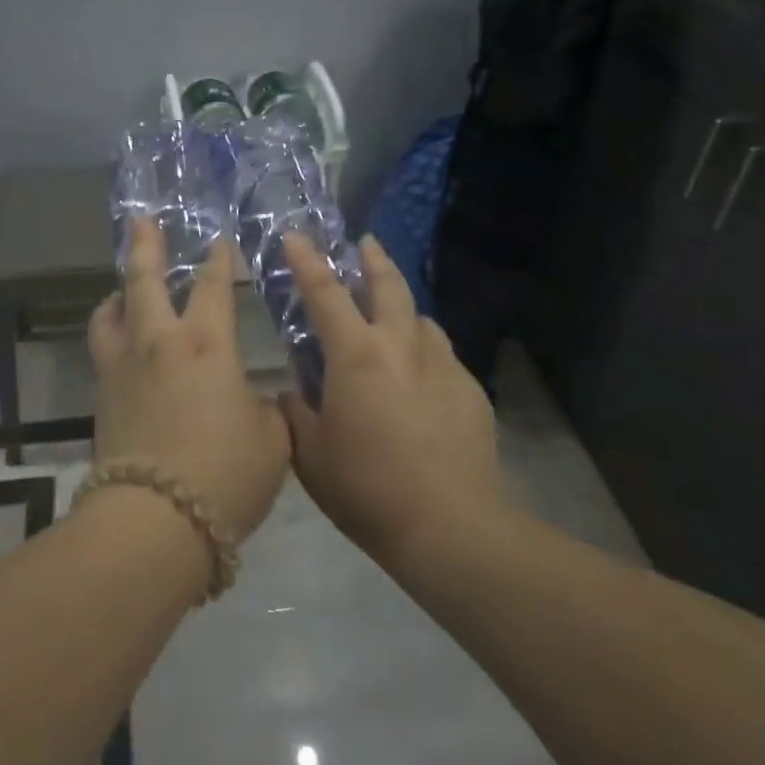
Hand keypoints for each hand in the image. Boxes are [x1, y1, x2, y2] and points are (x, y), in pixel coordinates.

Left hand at [87, 220, 290, 544]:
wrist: (154, 520)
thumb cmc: (224, 474)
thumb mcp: (271, 442)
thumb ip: (268, 411)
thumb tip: (255, 401)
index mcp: (206, 344)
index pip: (213, 287)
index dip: (219, 260)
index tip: (219, 240)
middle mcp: (159, 342)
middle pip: (144, 280)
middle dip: (145, 246)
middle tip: (142, 220)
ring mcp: (123, 367)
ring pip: (111, 312)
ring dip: (118, 292)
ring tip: (123, 288)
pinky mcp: (102, 396)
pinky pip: (103, 348)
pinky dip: (110, 332)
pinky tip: (120, 343)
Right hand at [280, 235, 502, 570]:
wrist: (449, 527)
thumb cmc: (366, 489)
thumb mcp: (311, 455)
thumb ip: (295, 413)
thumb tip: (292, 391)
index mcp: (355, 355)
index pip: (325, 293)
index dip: (306, 261)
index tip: (295, 236)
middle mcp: (401, 346)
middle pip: (389, 286)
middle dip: (374, 259)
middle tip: (366, 243)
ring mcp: (443, 366)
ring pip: (422, 320)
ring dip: (404, 310)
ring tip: (395, 317)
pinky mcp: (472, 391)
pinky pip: (444, 358)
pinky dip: (427, 354)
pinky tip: (424, 379)